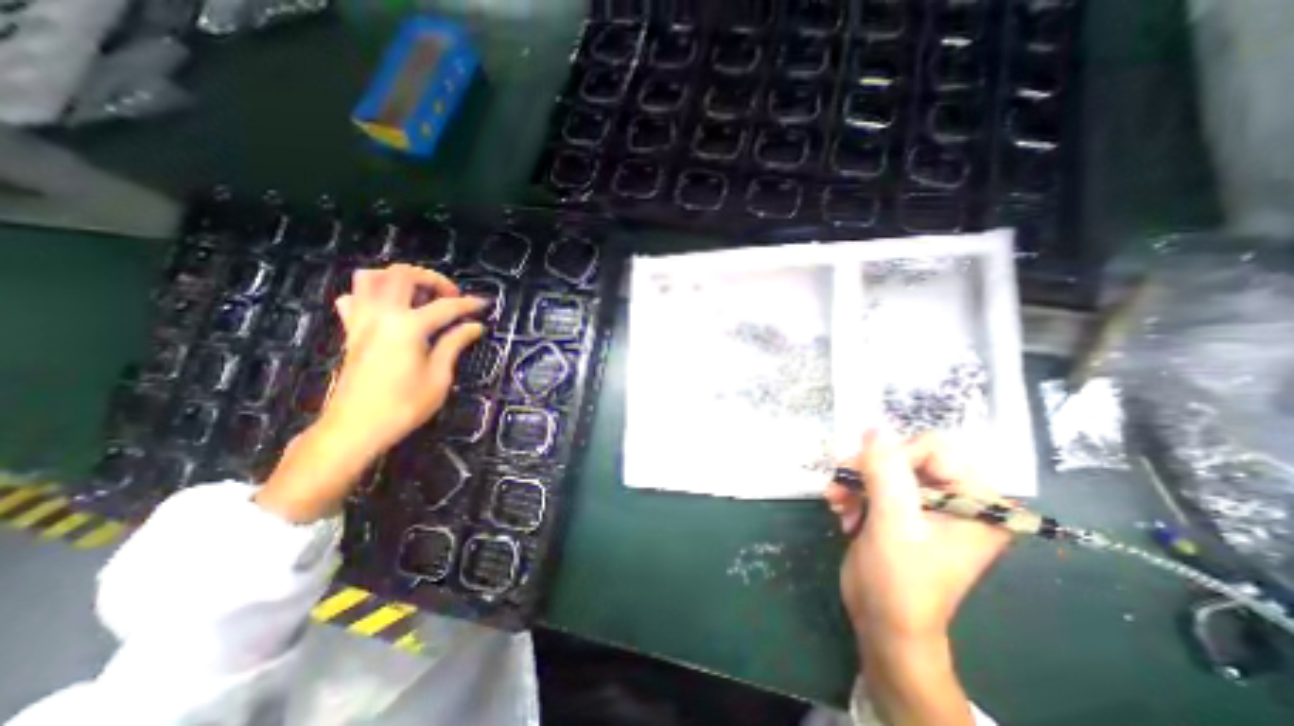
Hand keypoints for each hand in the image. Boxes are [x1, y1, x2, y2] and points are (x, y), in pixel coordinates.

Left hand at [257, 262, 488, 521]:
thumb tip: (474, 327)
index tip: (484, 304)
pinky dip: (372, 294)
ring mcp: (361, 321)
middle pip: (403, 275)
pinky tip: (389, 309)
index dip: (469, 304)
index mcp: (407, 327)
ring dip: (398, 278)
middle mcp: (381, 315)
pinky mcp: (350, 332)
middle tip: (450, 296)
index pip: (445, 307)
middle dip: (432, 279)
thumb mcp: (439, 377)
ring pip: (370, 278)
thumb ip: (455, 344)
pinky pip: (354, 299)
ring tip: (420, 295)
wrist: (355, 428)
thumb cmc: (404, 406)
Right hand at [823, 431, 1003, 725]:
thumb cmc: (900, 580)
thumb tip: (873, 428)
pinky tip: (840, 510)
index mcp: (977, 501)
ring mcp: (926, 504)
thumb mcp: (893, 523)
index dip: (895, 456)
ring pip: (882, 466)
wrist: (882, 623)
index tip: (867, 476)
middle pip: (904, 455)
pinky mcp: (901, 510)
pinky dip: (852, 492)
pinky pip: (873, 482)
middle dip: (868, 469)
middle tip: (842, 485)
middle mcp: (956, 498)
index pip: (935, 448)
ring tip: (836, 501)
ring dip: (854, 481)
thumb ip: (884, 472)